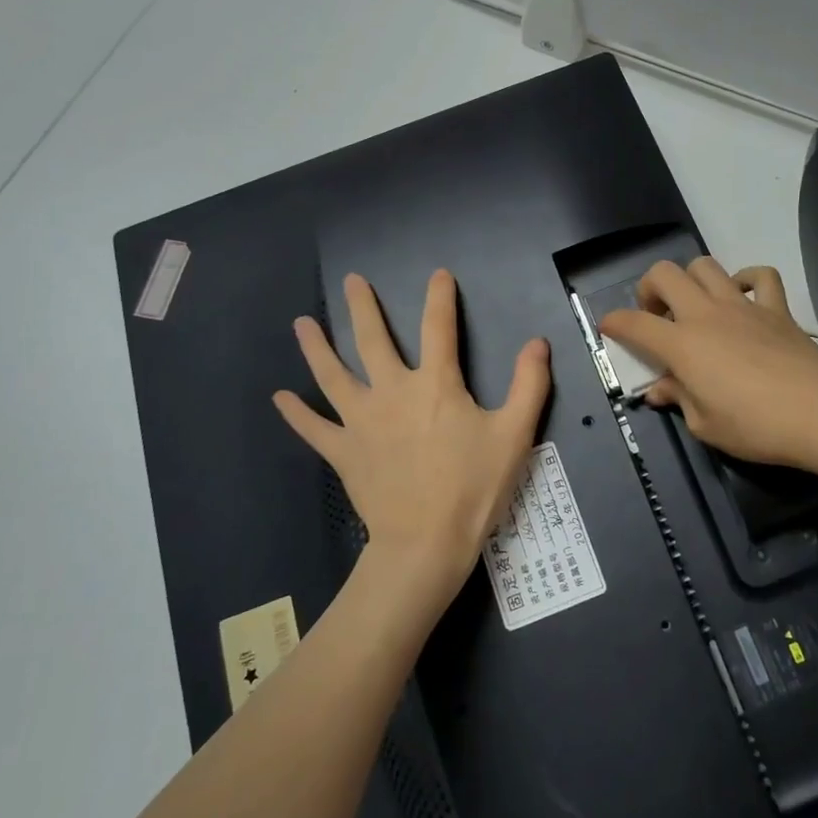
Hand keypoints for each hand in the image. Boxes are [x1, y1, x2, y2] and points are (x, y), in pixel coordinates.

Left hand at [274, 270, 550, 604]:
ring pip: (333, 375)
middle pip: (373, 340)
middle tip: (352, 281)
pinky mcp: (343, 451)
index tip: (438, 275)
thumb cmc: (474, 487)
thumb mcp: (515, 434)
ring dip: (316, 348)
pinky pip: (314, 428)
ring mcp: (362, 421)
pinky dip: (296, 413)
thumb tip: (537, 342)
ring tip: (301, 324)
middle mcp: (392, 391)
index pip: (438, 327)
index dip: (440, 298)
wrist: (426, 542)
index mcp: (436, 384)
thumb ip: (529, 384)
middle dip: (363, 308)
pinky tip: (280, 397)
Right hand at [599, 258, 817, 472]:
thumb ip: (678, 398)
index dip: (614, 323)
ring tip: (695, 306)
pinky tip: (743, 297)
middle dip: (649, 288)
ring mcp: (743, 306)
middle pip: (664, 274)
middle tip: (656, 316)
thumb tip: (660, 389)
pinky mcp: (777, 308)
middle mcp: (706, 314)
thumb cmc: (755, 427)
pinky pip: (760, 276)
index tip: (609, 329)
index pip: (633, 323)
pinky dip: (747, 279)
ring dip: (691, 280)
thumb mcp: (705, 425)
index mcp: (682, 344)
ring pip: (705, 266)